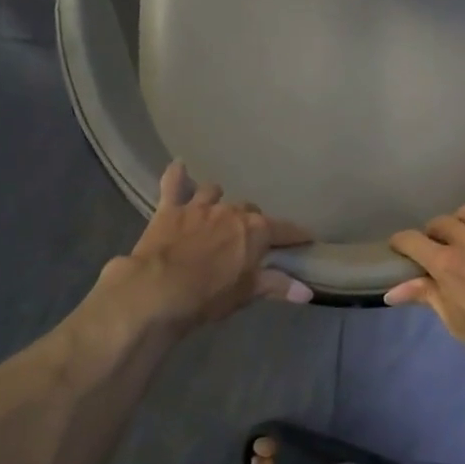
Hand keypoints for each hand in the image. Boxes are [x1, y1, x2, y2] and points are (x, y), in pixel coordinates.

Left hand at [100, 163, 313, 333]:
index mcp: (255, 231)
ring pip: (216, 192)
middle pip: (250, 211)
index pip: (285, 230)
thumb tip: (307, 291)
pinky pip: (174, 183)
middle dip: (253, 223)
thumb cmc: (208, 296)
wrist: (157, 290)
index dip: (297, 235)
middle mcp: (231, 211)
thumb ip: (276, 286)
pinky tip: (178, 167)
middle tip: (250, 241)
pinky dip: (177, 175)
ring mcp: (199, 206)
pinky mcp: (170, 208)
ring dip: (219, 201)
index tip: (306, 239)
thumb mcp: (245, 294)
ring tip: (218, 212)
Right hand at [386, 194, 464, 379]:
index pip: (411, 241)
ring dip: (462, 222)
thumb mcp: (460, 327)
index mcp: (448, 266)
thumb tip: (393, 291)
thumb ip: (429, 299)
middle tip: (438, 253)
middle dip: (432, 236)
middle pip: (439, 223)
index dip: (400, 244)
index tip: (400, 251)